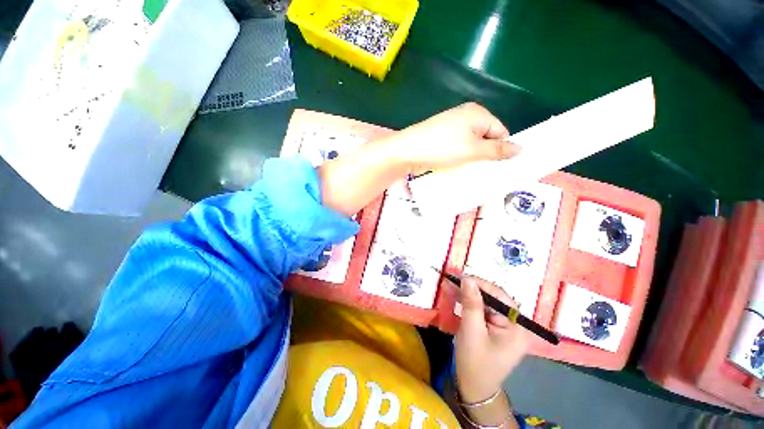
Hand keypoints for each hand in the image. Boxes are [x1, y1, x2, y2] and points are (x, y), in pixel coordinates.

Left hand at [385, 102, 519, 173]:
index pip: (501, 131)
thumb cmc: (442, 148)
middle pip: (486, 137)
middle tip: (485, 172)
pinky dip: (461, 156)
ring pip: (471, 143)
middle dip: (487, 154)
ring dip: (473, 157)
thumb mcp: (472, 150)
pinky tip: (458, 166)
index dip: (501, 150)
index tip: (499, 168)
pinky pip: (459, 146)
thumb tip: (521, 149)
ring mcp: (452, 125)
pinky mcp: (442, 136)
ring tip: (471, 171)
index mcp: (478, 113)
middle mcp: (466, 115)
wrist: (408, 150)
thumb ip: (496, 150)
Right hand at [454, 276, 530, 402]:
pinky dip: (468, 303)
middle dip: (471, 289)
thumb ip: (471, 303)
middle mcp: (515, 324)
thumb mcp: (472, 331)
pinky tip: (456, 297)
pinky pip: (482, 310)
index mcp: (517, 327)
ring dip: (468, 294)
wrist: (474, 388)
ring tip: (450, 285)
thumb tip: (468, 278)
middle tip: (452, 280)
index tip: (460, 276)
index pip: (500, 296)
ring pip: (485, 302)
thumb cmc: (475, 362)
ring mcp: (505, 326)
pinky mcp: (495, 328)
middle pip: (493, 298)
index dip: (480, 284)